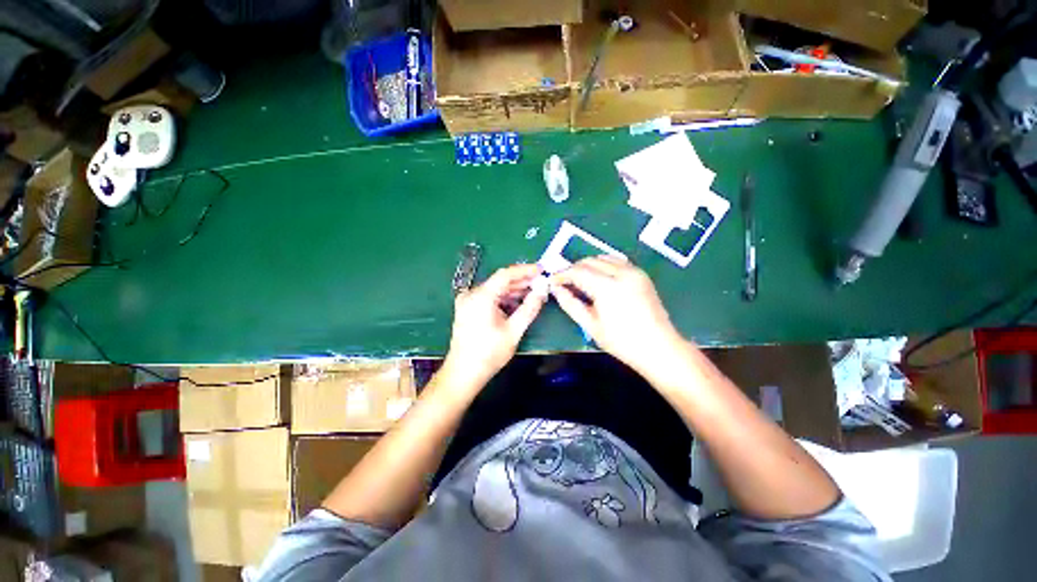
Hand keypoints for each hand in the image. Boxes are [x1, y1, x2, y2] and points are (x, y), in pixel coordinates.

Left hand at [443, 264, 547, 388]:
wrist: (463, 373)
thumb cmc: (489, 354)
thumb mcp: (514, 331)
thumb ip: (529, 308)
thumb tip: (542, 291)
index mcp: (481, 297)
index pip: (505, 275)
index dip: (525, 270)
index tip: (541, 270)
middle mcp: (471, 294)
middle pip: (500, 281)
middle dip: (521, 281)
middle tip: (541, 282)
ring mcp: (468, 301)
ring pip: (495, 289)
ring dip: (513, 290)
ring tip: (533, 291)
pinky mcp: (468, 308)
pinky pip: (489, 297)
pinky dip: (504, 298)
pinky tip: (518, 302)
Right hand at [549, 256, 686, 374]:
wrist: (659, 347)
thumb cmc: (622, 342)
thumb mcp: (591, 325)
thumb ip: (570, 304)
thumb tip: (556, 289)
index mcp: (607, 287)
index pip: (577, 271)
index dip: (562, 275)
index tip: (552, 282)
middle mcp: (621, 273)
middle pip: (589, 261)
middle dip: (573, 269)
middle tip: (564, 283)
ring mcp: (634, 271)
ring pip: (603, 258)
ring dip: (588, 265)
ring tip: (580, 281)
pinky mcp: (641, 274)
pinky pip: (617, 261)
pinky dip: (603, 265)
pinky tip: (599, 279)